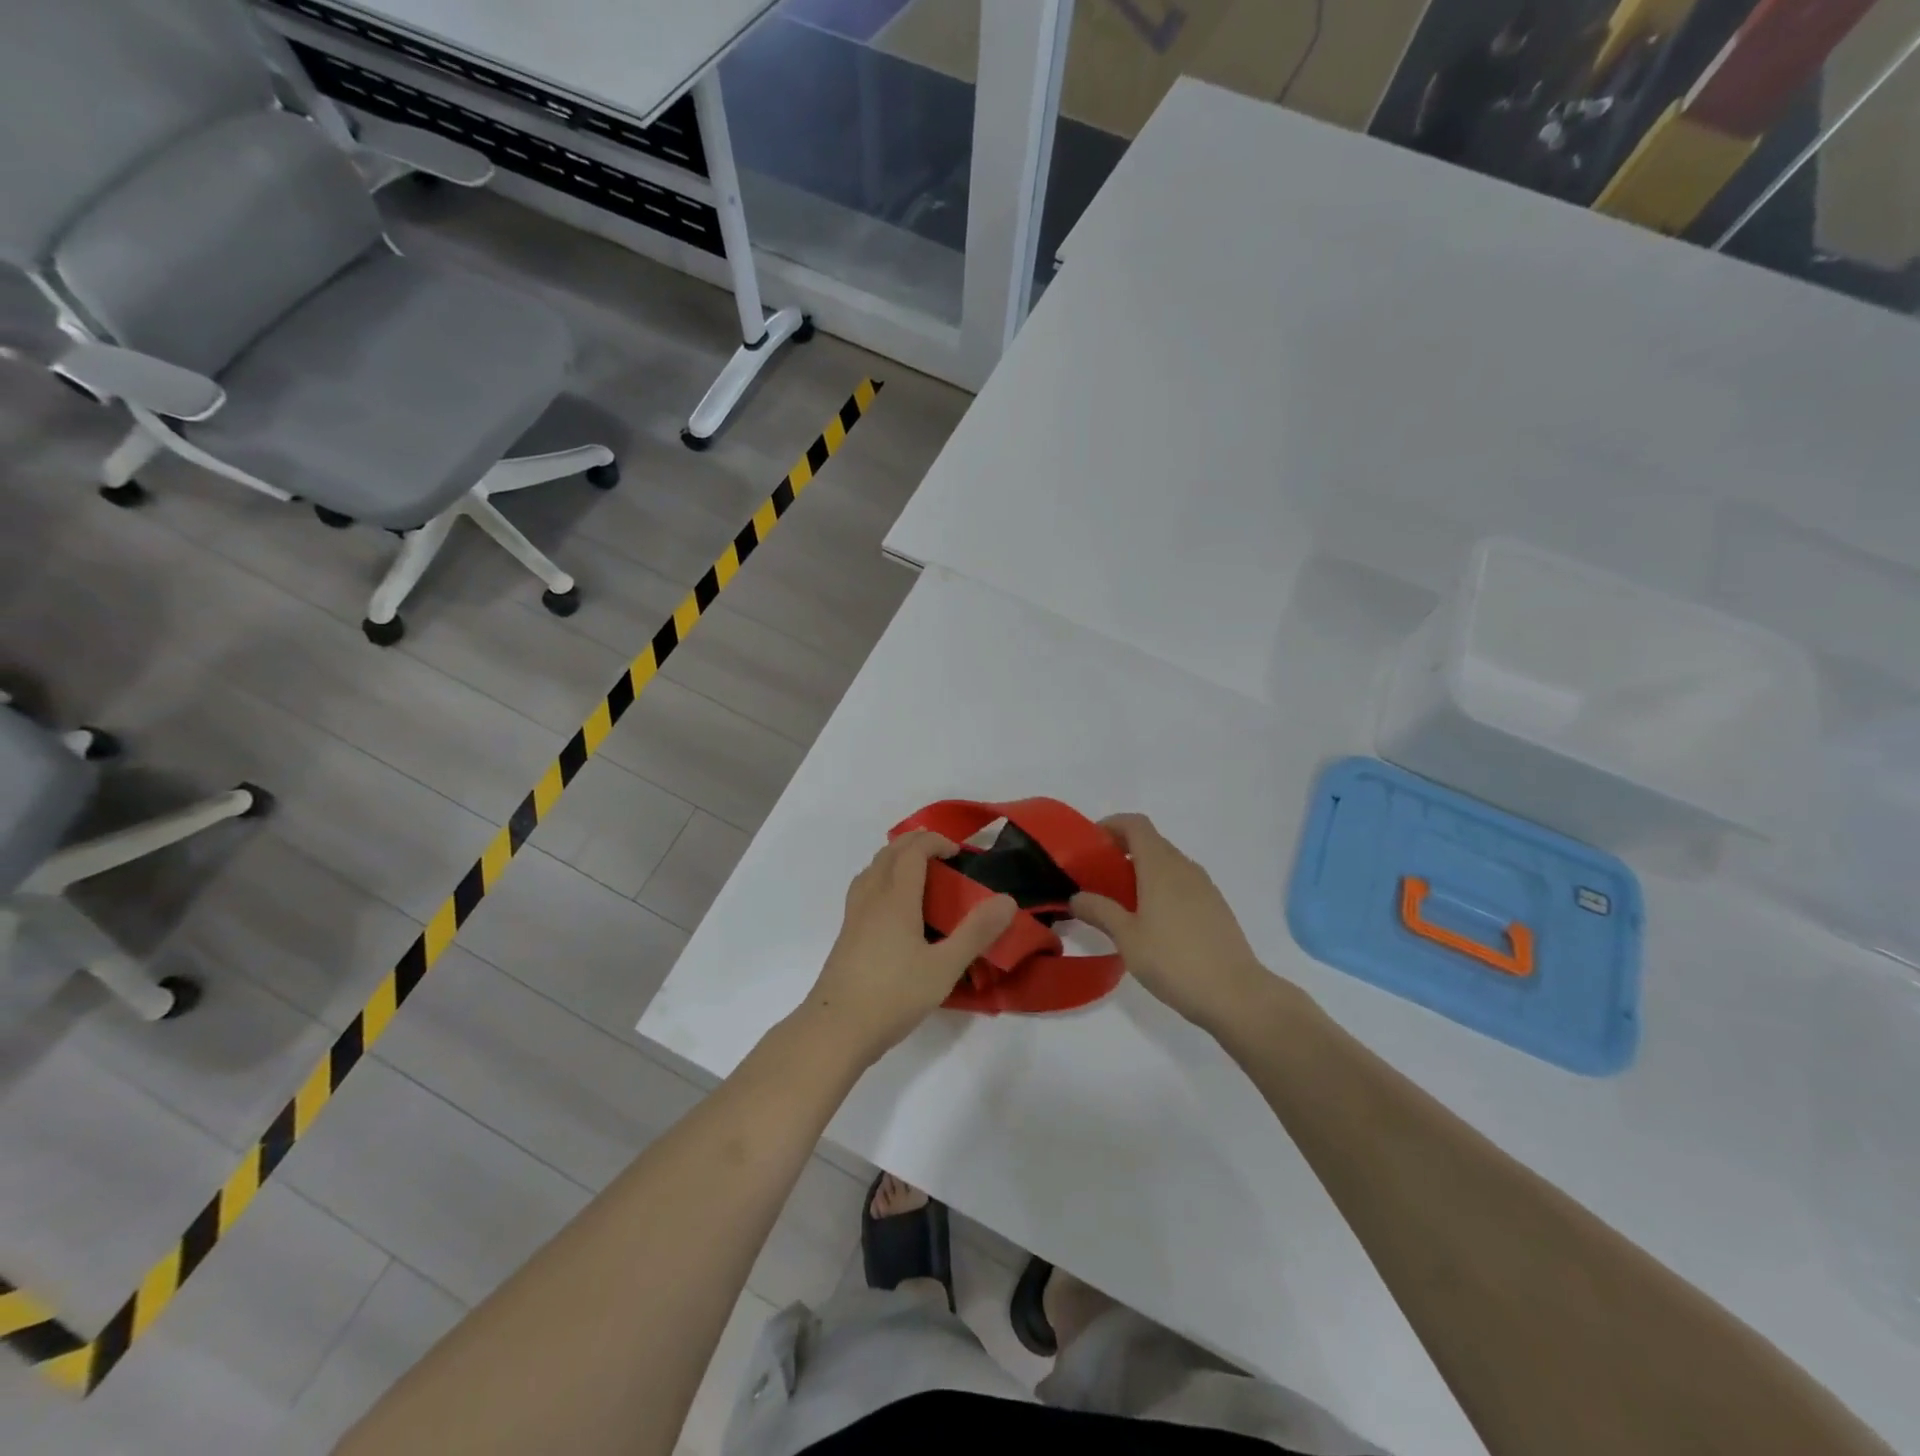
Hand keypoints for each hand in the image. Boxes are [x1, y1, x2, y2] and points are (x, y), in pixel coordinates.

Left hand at [801, 831, 1015, 1066]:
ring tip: (919, 875)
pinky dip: (882, 879)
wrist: (835, 1029)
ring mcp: (853, 916)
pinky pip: (864, 889)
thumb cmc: (893, 995)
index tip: (957, 852)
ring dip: (896, 859)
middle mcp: (871, 898)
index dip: (935, 841)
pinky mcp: (846, 935)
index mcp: (895, 898)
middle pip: (889, 853)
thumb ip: (976, 932)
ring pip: (872, 869)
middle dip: (916, 844)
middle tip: (942, 856)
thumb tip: (1007, 900)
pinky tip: (893, 909)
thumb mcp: (944, 967)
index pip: (912, 850)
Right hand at [1071, 814, 1274, 1037]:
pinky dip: (1162, 887)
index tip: (1091, 843)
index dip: (1112, 825)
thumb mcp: (1127, 938)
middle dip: (1123, 850)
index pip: (1136, 825)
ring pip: (1168, 863)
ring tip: (1122, 901)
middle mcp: (1184, 868)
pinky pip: (1183, 883)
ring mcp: (1205, 887)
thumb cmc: (1174, 961)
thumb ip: (1100, 911)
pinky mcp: (1216, 907)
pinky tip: (1152, 921)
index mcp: (1160, 866)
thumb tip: (1076, 896)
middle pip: (1151, 842)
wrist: (1236, 995)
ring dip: (1143, 870)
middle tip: (1098, 876)